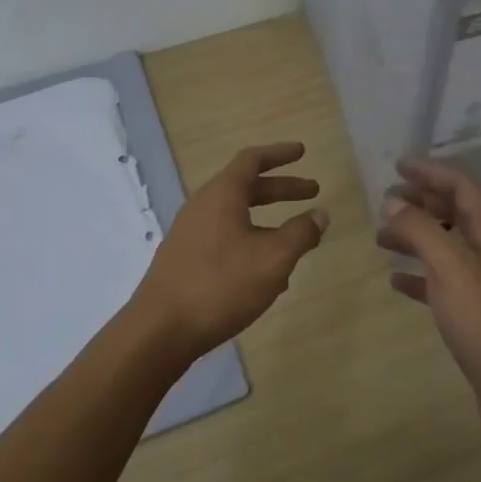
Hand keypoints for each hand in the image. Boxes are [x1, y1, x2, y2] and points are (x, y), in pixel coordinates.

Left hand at [129, 141, 328, 363]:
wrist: (160, 330)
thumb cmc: (221, 285)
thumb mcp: (273, 259)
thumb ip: (300, 233)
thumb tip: (320, 214)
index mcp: (222, 195)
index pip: (252, 160)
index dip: (279, 154)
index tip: (302, 151)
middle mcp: (202, 207)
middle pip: (246, 188)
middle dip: (281, 189)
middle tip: (312, 191)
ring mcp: (190, 234)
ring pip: (236, 217)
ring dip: (268, 222)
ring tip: (296, 241)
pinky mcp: (185, 260)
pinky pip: (225, 240)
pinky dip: (251, 244)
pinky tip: (268, 276)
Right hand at [377, 157, 480, 442]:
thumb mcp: (450, 266)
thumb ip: (421, 229)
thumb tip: (394, 201)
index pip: (461, 185)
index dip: (430, 172)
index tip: (397, 165)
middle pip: (454, 212)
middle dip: (420, 203)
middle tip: (384, 201)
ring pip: (447, 246)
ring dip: (416, 237)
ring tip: (381, 238)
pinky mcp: (478, 311)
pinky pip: (444, 280)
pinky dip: (420, 274)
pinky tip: (396, 281)